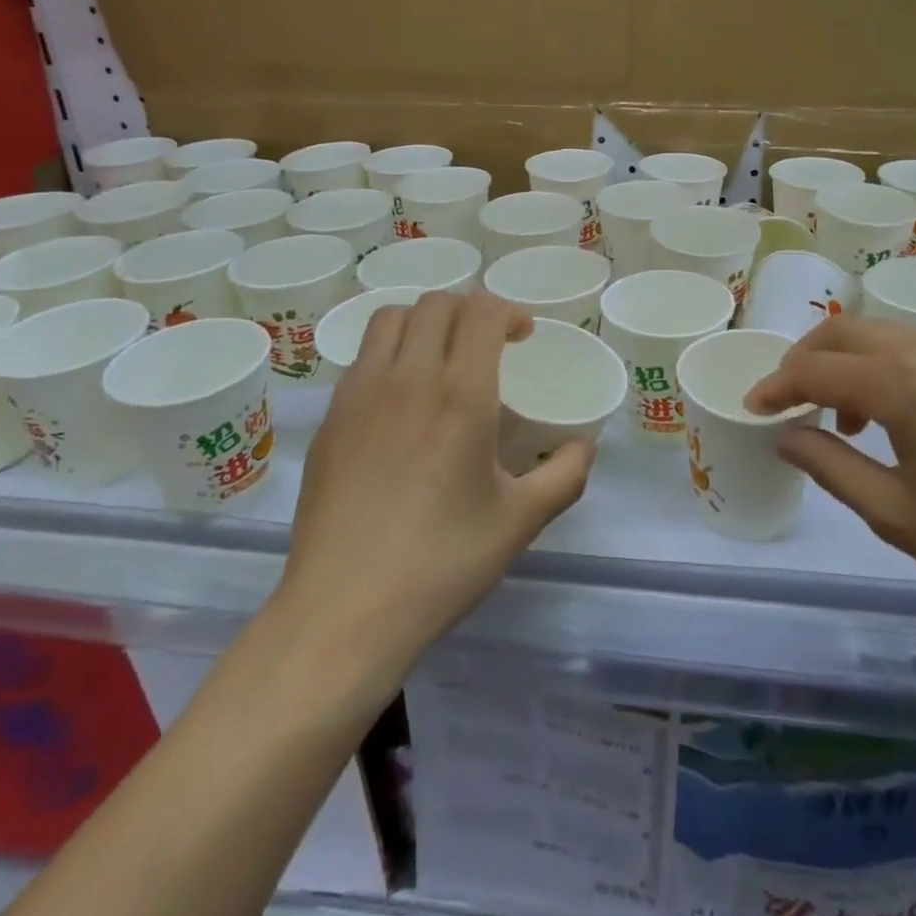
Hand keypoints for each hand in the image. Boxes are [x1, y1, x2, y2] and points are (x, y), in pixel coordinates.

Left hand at [276, 291, 595, 667]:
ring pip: (390, 319)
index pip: (481, 311)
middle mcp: (407, 378)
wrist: (345, 610)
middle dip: (469, 311)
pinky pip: (362, 358)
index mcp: (460, 394)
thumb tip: (585, 446)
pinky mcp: (330, 418)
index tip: (522, 337)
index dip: (508, 311)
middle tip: (487, 344)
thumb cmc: (441, 563)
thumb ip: (564, 475)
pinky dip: (389, 353)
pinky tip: (400, 400)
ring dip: (424, 322)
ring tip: (440, 357)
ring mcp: (359, 394)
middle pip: (436, 304)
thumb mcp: (520, 521)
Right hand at [744, 316, 915, 625]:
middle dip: (807, 357)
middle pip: (848, 331)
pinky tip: (903, 418)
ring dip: (850, 362)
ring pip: (887, 336)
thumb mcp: (894, 514)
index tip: (753, 408)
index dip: (777, 386)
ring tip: (846, 418)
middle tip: (789, 399)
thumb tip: (787, 437)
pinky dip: (891, 369)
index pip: (817, 369)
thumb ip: (830, 466)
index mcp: (903, 384)